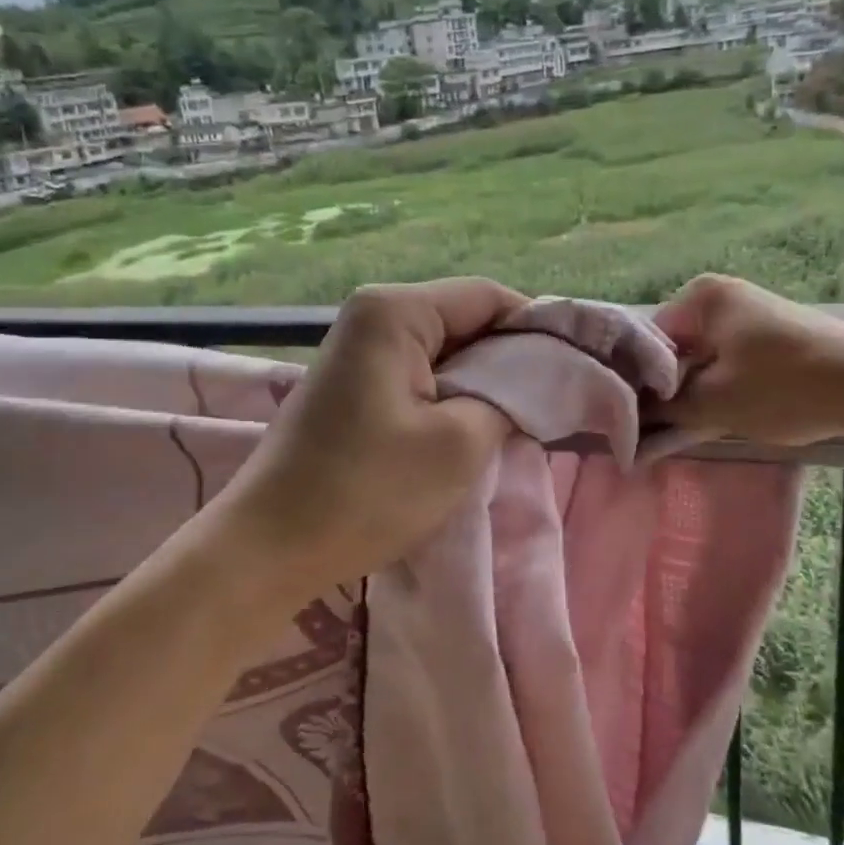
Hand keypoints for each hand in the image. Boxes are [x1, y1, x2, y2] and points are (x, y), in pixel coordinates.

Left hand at [212, 278, 525, 603]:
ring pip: (444, 352)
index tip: (574, 370)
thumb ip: (510, 399)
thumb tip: (534, 382)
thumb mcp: (459, 444)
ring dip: (481, 384)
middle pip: (464, 320)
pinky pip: (419, 376)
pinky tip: (470, 431)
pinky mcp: (353, 386)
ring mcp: (358, 351)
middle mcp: (373, 316)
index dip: (537, 329)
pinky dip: (451, 398)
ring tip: (517, 422)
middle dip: (510, 360)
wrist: (269, 547)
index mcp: (395, 311)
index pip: (488, 296)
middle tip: (552, 403)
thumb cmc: (367, 491)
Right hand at [653, 274, 843, 445]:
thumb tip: (632, 421)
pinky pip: (730, 362)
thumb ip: (664, 412)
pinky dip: (722, 389)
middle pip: (675, 349)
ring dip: (694, 394)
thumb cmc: (783, 387)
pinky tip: (723, 418)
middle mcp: (722, 296)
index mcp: (700, 297)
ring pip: (703, 360)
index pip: (646, 342)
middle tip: (658, 432)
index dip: (638, 385)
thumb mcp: (713, 404)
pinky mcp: (774, 337)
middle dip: (667, 391)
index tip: (635, 421)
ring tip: (690, 430)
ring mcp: (751, 314)